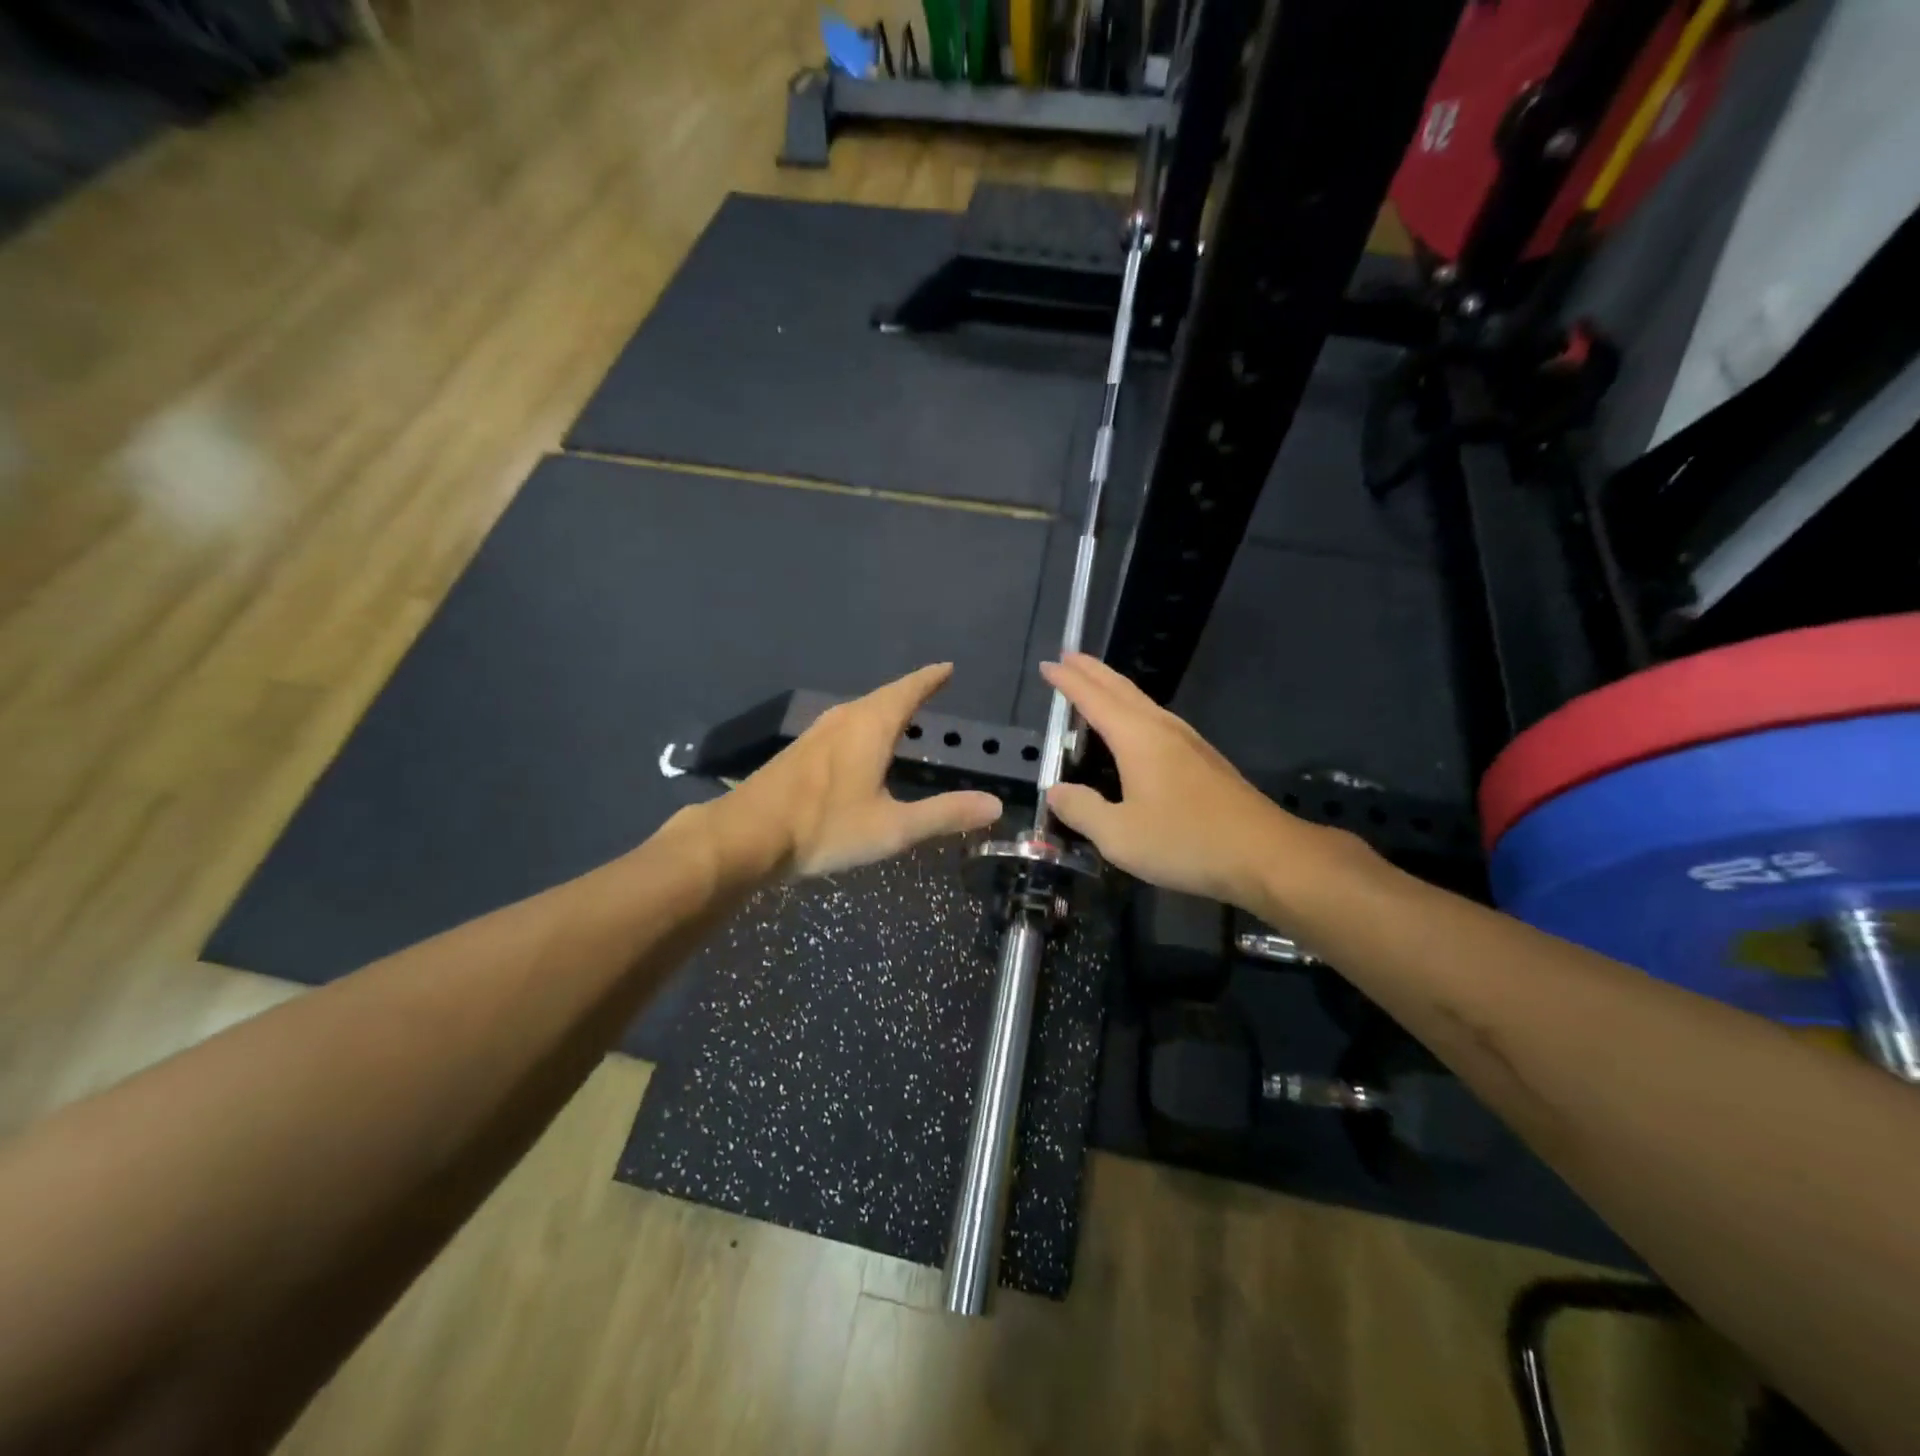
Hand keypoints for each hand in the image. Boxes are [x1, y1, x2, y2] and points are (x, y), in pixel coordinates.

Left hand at [720, 663, 1003, 878]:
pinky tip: (860, 746)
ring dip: (884, 709)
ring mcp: (817, 734)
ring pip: (859, 711)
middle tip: (930, 690)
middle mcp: (843, 720)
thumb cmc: (825, 827)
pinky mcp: (799, 752)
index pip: (908, 691)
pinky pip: (843, 726)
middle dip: (909, 692)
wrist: (747, 836)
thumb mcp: (893, 828)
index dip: (929, 679)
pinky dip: (863, 726)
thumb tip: (995, 804)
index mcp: (870, 727)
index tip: (947, 668)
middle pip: (883, 697)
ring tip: (901, 715)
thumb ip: (944, 814)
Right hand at [1040, 653, 1341, 908]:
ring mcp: (1188, 742)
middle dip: (1092, 672)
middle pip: (1121, 689)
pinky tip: (1135, 727)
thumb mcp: (1120, 836)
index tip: (1047, 665)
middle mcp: (1162, 729)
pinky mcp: (1204, 760)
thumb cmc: (1186, 841)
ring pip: (1143, 702)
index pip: (1093, 700)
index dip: (1068, 682)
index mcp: (1137, 738)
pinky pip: (1157, 720)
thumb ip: (1082, 811)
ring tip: (1095, 684)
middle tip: (1069, 657)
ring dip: (1114, 688)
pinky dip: (1133, 710)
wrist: (1264, 854)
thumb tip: (1056, 791)